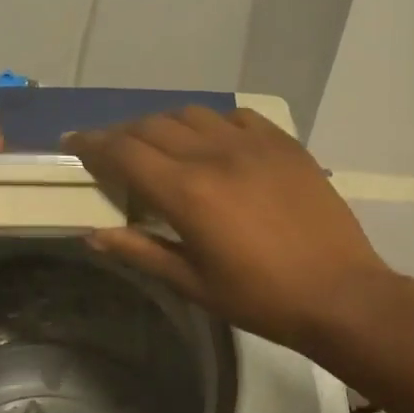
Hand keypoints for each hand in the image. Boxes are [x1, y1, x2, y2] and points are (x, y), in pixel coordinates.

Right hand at [69, 106, 392, 355]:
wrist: (341, 294)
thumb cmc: (260, 298)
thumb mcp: (192, 283)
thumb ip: (139, 251)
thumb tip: (92, 234)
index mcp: (187, 192)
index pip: (124, 152)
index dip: (91, 143)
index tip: (72, 141)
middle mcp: (214, 155)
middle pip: (151, 126)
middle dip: (122, 134)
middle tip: (110, 151)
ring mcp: (252, 143)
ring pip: (191, 114)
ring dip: (163, 125)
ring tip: (158, 146)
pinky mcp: (283, 143)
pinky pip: (235, 116)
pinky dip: (211, 124)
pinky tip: (211, 143)